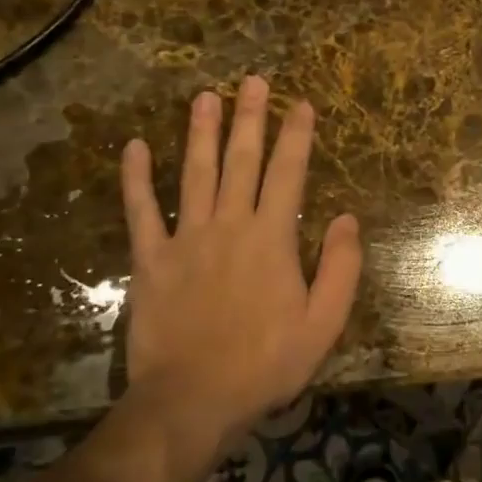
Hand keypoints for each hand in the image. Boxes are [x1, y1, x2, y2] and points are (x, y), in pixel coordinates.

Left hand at [119, 76, 361, 462]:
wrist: (192, 400)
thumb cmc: (267, 362)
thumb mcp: (324, 322)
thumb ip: (341, 266)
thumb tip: (347, 217)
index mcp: (272, 238)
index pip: (288, 173)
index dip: (296, 135)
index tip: (301, 104)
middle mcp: (229, 225)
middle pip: (241, 161)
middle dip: (249, 118)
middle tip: (252, 81)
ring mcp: (185, 239)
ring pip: (194, 173)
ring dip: (200, 132)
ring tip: (204, 96)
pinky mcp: (151, 261)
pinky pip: (141, 212)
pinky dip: (136, 179)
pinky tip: (133, 147)